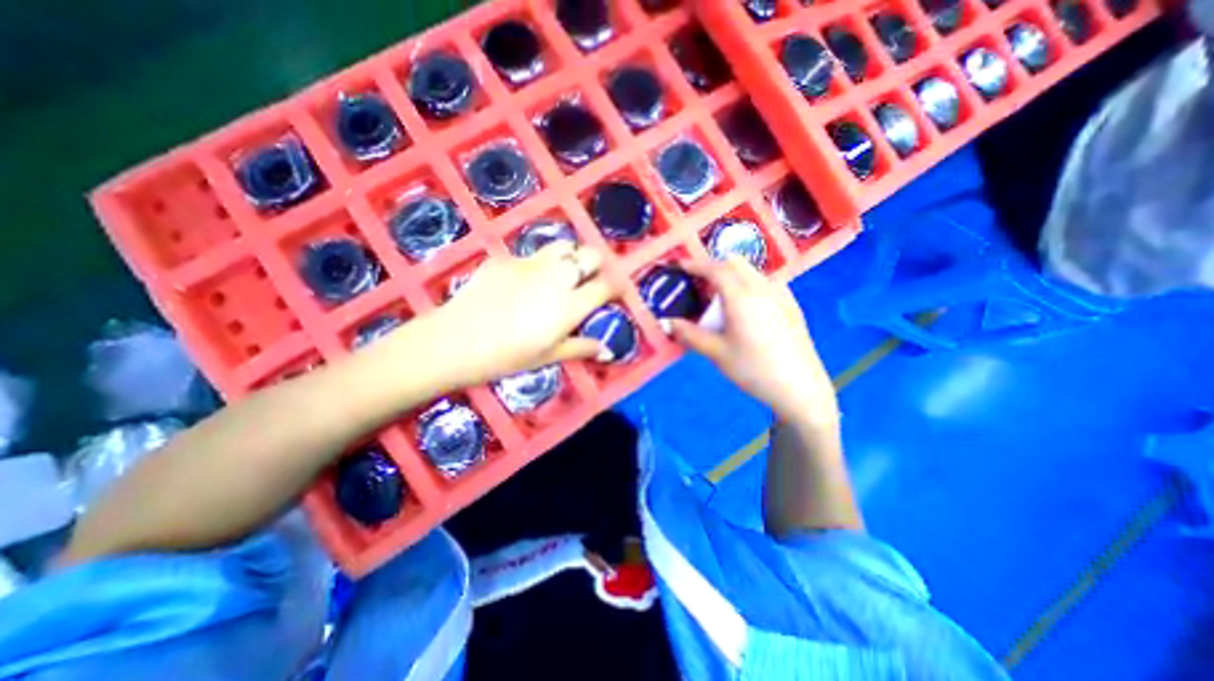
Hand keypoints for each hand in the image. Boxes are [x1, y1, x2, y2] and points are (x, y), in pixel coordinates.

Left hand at [403, 242, 617, 391]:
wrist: (455, 341)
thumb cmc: (506, 357)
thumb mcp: (548, 357)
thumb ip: (581, 348)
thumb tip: (607, 350)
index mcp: (569, 306)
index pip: (605, 286)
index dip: (616, 286)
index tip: (616, 291)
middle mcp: (556, 278)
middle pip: (589, 255)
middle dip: (596, 264)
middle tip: (589, 279)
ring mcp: (530, 264)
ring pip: (563, 246)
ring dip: (570, 257)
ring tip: (562, 274)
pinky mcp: (507, 259)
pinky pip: (532, 254)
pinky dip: (539, 264)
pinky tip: (525, 281)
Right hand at [668, 256, 841, 422]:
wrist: (800, 388)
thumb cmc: (753, 370)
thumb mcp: (716, 353)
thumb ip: (689, 334)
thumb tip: (667, 322)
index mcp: (741, 296)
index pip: (715, 269)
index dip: (695, 265)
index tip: (681, 267)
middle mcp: (763, 287)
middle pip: (735, 263)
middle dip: (714, 267)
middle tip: (700, 286)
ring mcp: (781, 293)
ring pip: (751, 271)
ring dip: (732, 276)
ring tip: (721, 300)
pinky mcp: (792, 304)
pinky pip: (765, 282)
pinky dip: (749, 284)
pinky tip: (747, 309)